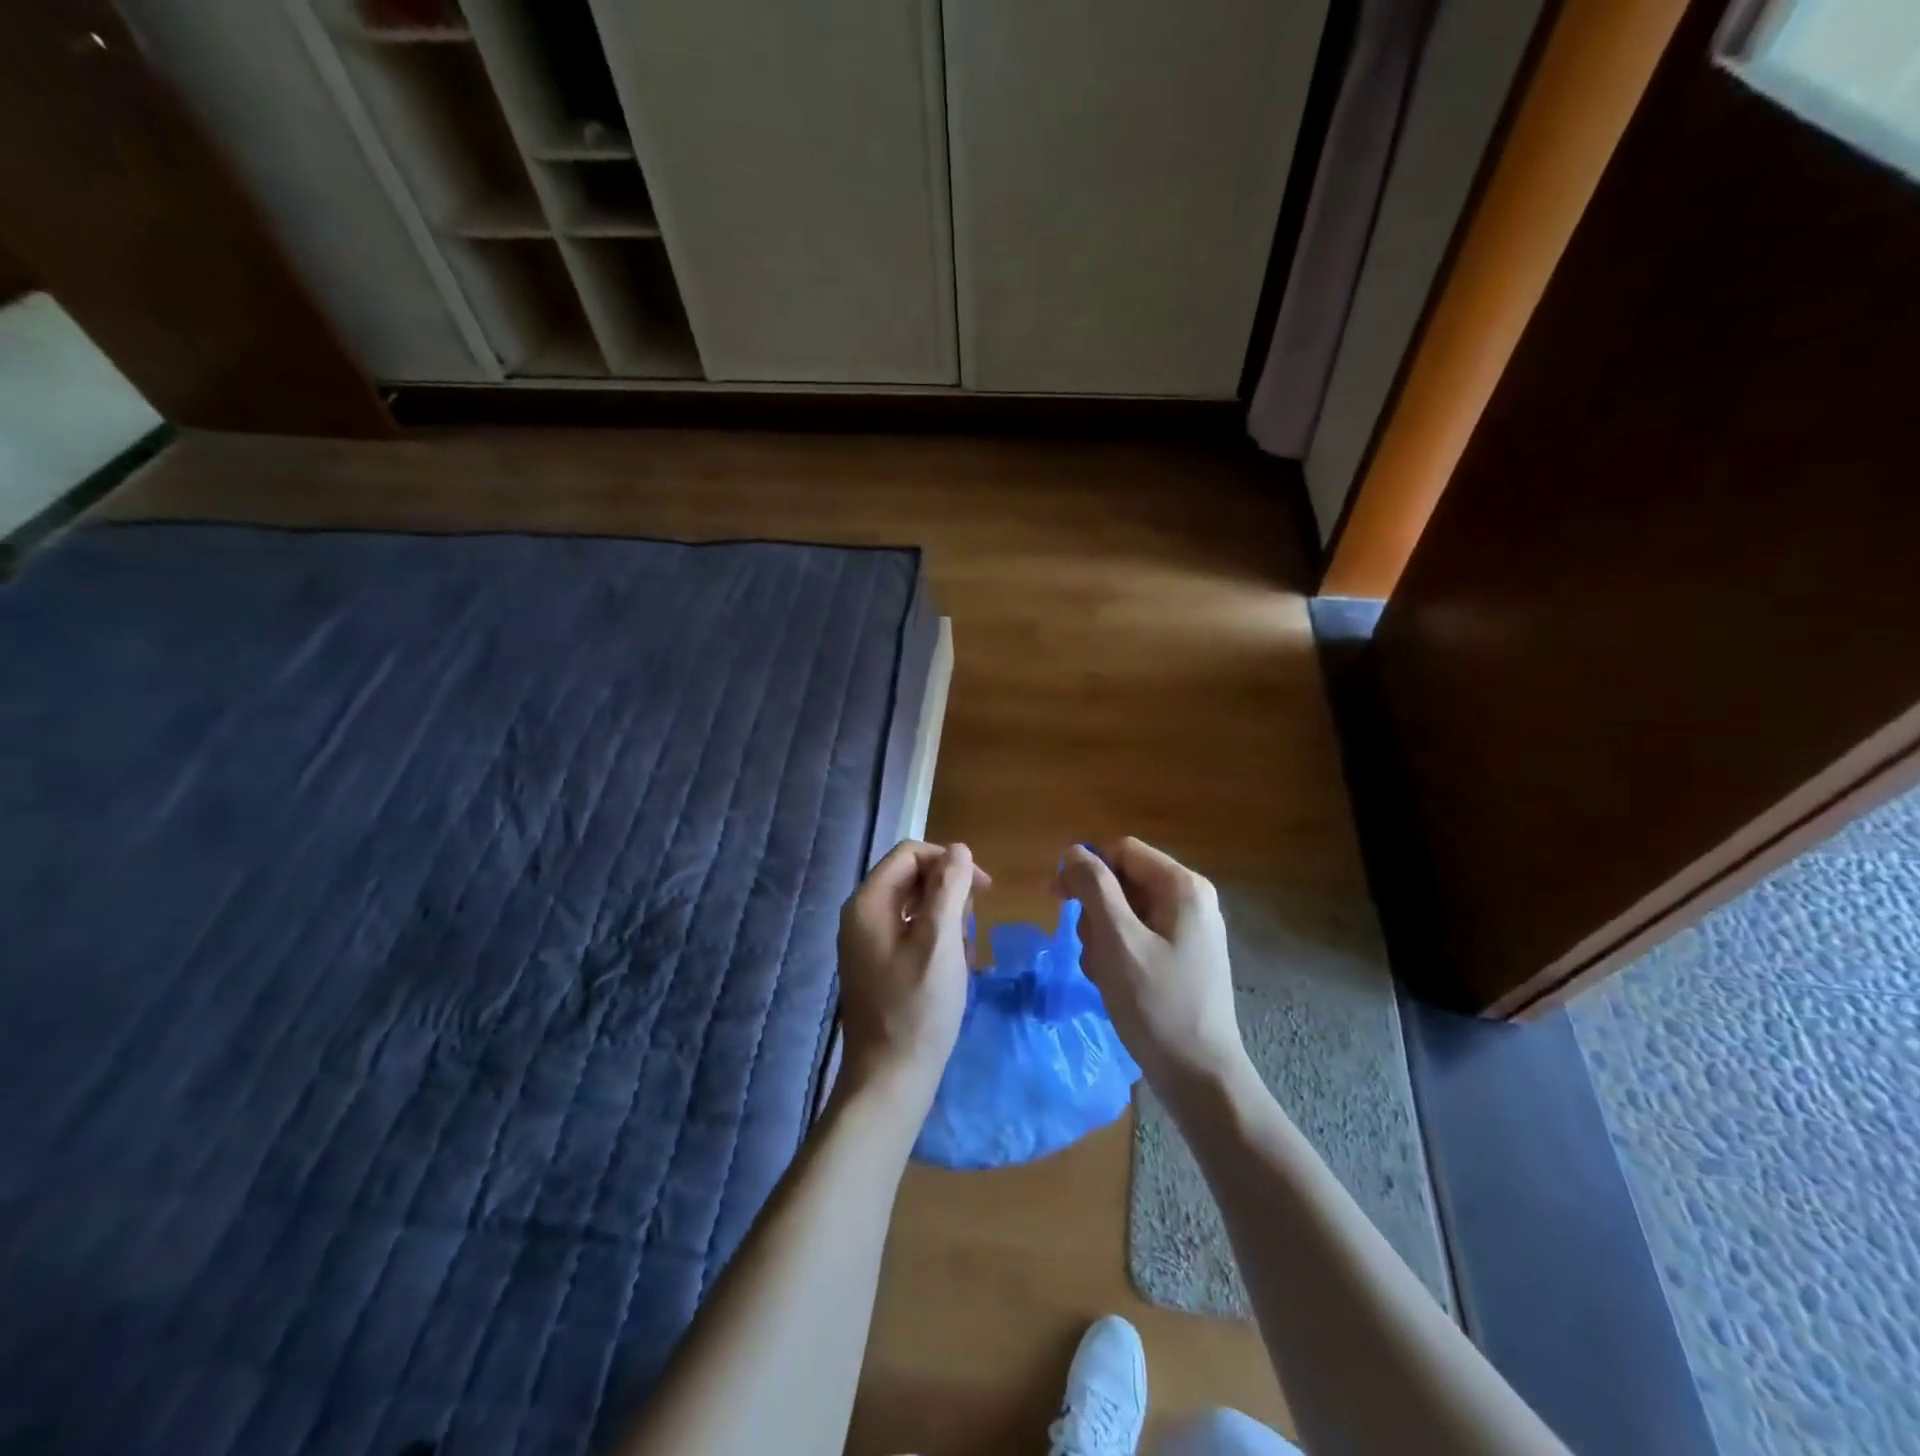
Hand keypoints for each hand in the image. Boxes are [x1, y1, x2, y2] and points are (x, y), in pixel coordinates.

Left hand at [837, 840, 988, 1092]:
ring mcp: (866, 942)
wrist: (890, 1079)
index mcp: (868, 902)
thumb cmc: (918, 1008)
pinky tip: (952, 969)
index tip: (983, 889)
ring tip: (964, 954)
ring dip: (946, 920)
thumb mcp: (941, 941)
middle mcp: (861, 915)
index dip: (949, 862)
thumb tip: (959, 849)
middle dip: (949, 893)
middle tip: (973, 928)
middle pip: (911, 877)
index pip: (910, 854)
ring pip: (914, 906)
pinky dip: (935, 941)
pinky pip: (910, 933)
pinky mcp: (876, 964)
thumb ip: (950, 888)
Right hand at [1055, 838, 1247, 1099]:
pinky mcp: (1183, 956)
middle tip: (1089, 951)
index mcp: (1182, 886)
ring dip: (1103, 938)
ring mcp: (1189, 929)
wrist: (1200, 1077)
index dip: (1086, 868)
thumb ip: (1094, 888)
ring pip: (1126, 912)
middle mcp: (1190, 899)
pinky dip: (1118, 954)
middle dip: (1096, 912)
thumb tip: (1074, 850)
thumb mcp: (1117, 941)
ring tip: (1103, 974)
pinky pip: (1138, 937)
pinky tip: (1114, 984)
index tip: (1057, 899)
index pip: (1122, 851)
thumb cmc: (1157, 1005)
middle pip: (1123, 881)